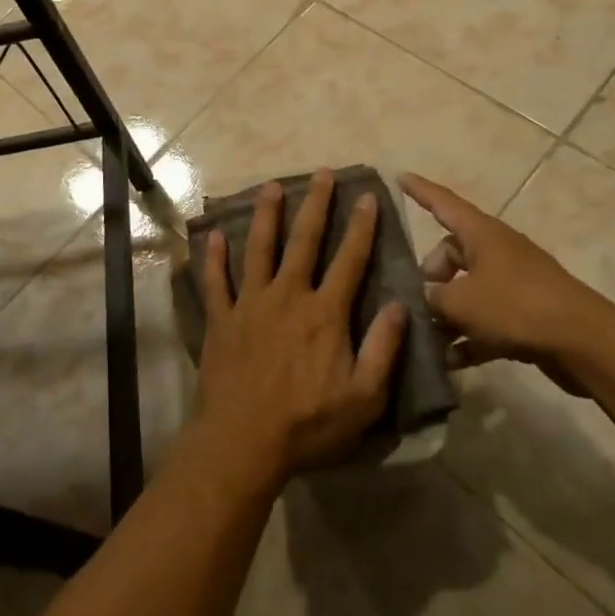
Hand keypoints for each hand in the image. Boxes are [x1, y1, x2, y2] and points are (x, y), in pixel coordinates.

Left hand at [190, 170, 407, 484]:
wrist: (243, 442)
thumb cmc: (308, 424)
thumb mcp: (364, 398)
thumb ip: (384, 349)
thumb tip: (400, 305)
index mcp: (325, 313)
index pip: (350, 260)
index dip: (361, 227)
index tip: (367, 196)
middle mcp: (288, 296)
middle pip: (305, 241)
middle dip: (316, 205)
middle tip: (322, 173)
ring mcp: (250, 304)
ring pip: (259, 249)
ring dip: (267, 216)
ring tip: (271, 186)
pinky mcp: (221, 318)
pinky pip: (216, 281)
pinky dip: (214, 257)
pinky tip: (214, 235)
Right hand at [402, 173, 614, 392]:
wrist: (583, 343)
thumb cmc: (516, 307)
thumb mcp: (461, 302)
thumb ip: (432, 298)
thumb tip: (423, 299)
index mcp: (481, 234)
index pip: (443, 203)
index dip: (420, 191)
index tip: (400, 176)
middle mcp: (496, 251)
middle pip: (452, 253)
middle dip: (430, 275)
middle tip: (416, 300)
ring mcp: (513, 283)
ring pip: (467, 289)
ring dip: (446, 312)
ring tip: (425, 336)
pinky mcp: (525, 314)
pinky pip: (485, 319)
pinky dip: (468, 336)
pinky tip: (450, 362)